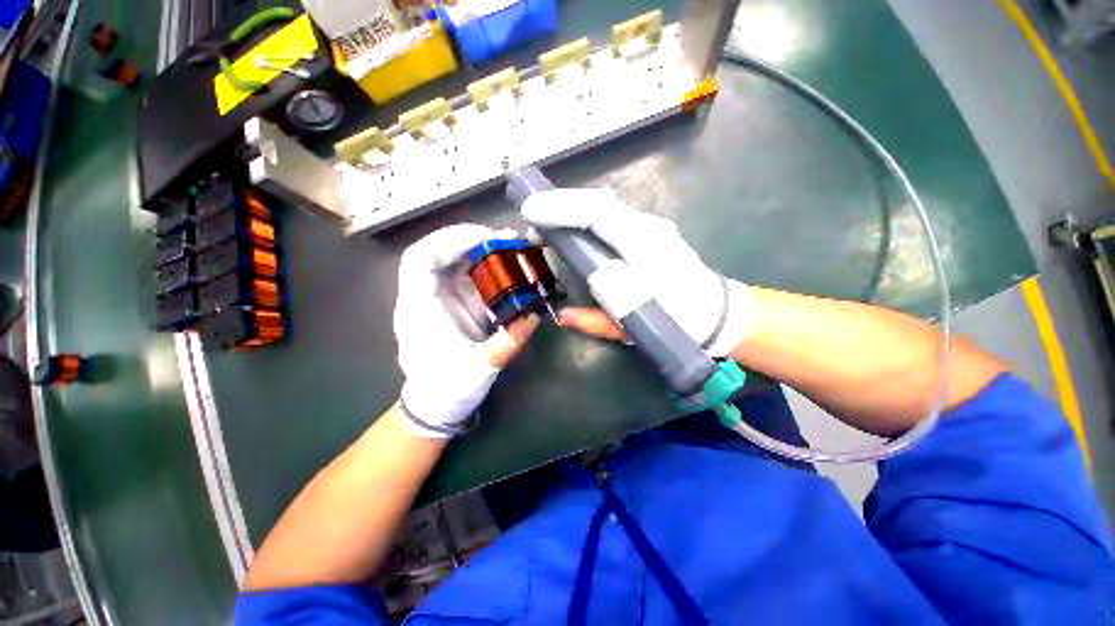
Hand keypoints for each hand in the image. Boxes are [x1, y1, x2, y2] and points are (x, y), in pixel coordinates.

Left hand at [394, 224, 539, 437]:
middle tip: (507, 239)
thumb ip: (506, 343)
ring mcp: (444, 298)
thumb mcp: (478, 370)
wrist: (437, 403)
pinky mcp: (460, 303)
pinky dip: (492, 267)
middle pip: (441, 252)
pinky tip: (511, 266)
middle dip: (472, 239)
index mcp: (419, 308)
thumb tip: (534, 317)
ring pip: (458, 261)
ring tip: (514, 246)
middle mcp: (428, 296)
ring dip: (485, 250)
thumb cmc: (447, 388)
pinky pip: (473, 276)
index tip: (484, 239)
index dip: (449, 241)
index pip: (421, 259)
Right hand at [522, 188, 751, 357]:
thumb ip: (596, 320)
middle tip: (533, 221)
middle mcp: (648, 229)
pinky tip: (574, 229)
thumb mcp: (634, 326)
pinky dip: (587, 218)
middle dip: (561, 206)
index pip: (599, 214)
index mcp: (645, 250)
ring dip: (572, 210)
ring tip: (547, 225)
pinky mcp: (649, 231)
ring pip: (605, 208)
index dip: (562, 208)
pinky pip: (612, 217)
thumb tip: (563, 315)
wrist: (716, 312)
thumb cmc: (679, 320)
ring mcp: (651, 226)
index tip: (530, 212)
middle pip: (600, 204)